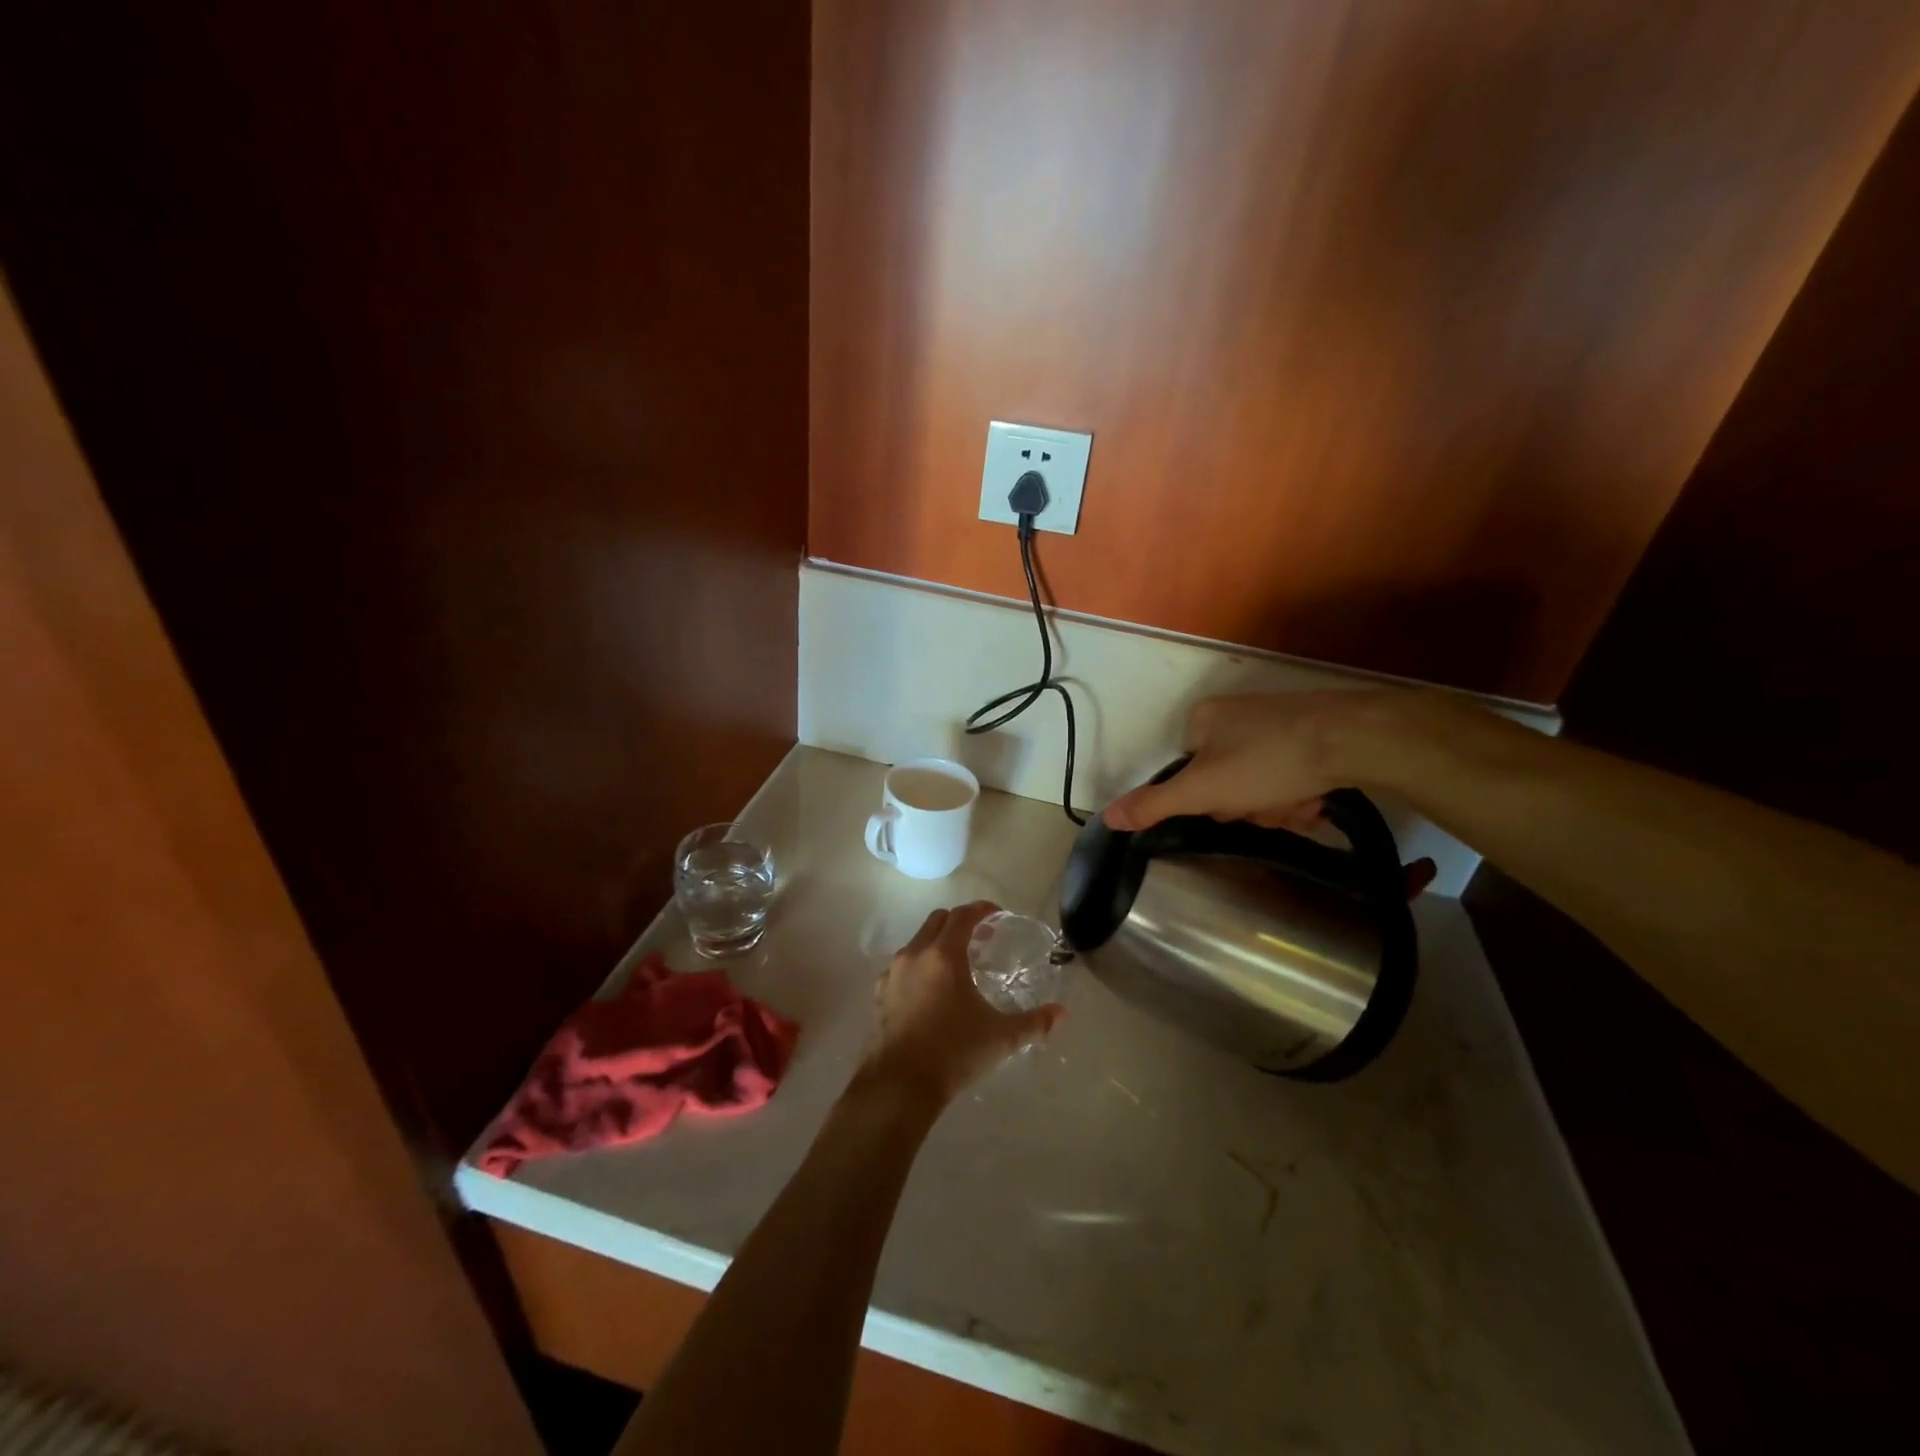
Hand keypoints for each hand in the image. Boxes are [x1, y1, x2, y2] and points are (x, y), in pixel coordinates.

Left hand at [861, 901, 1063, 1108]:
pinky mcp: (881, 994)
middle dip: (959, 922)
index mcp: (944, 955)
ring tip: (958, 965)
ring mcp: (893, 973)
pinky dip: (920, 966)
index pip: (962, 916)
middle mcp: (915, 954)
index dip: (981, 910)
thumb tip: (1062, 1013)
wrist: (901, 1084)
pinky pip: (902, 966)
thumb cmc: (954, 1051)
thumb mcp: (1001, 1037)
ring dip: (938, 943)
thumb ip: (1034, 1022)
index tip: (997, 914)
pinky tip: (932, 990)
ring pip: (917, 942)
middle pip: (937, 921)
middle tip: (981, 939)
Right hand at [1103, 692, 1439, 897]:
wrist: (1353, 738)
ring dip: (1278, 806)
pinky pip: (1290, 775)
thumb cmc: (1267, 761)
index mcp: (1202, 721)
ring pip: (1261, 785)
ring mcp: (1274, 722)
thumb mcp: (1202, 790)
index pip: (1189, 776)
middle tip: (1269, 807)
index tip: (1230, 807)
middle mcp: (1234, 716)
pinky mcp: (1310, 733)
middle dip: (1249, 806)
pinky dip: (1300, 793)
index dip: (1209, 801)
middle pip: (1226, 783)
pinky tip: (1316, 797)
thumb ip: (1154, 805)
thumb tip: (1106, 818)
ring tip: (1300, 803)